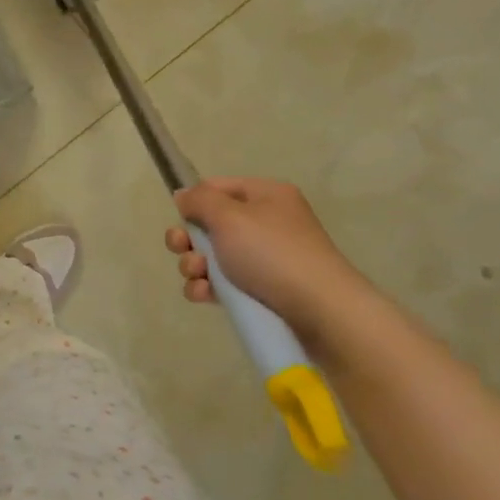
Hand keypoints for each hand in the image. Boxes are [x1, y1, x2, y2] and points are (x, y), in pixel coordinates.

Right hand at [165, 177, 371, 340]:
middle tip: (182, 249)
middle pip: (211, 224)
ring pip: (213, 256)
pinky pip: (223, 283)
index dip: (194, 203)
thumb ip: (200, 201)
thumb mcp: (229, 217)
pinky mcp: (261, 290)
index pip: (217, 188)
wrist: (319, 310)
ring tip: (197, 277)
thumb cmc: (271, 253)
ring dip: (194, 266)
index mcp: (265, 196)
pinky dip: (208, 287)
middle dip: (189, 239)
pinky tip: (203, 295)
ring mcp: (265, 258)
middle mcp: (266, 222)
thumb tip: (183, 195)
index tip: (180, 220)